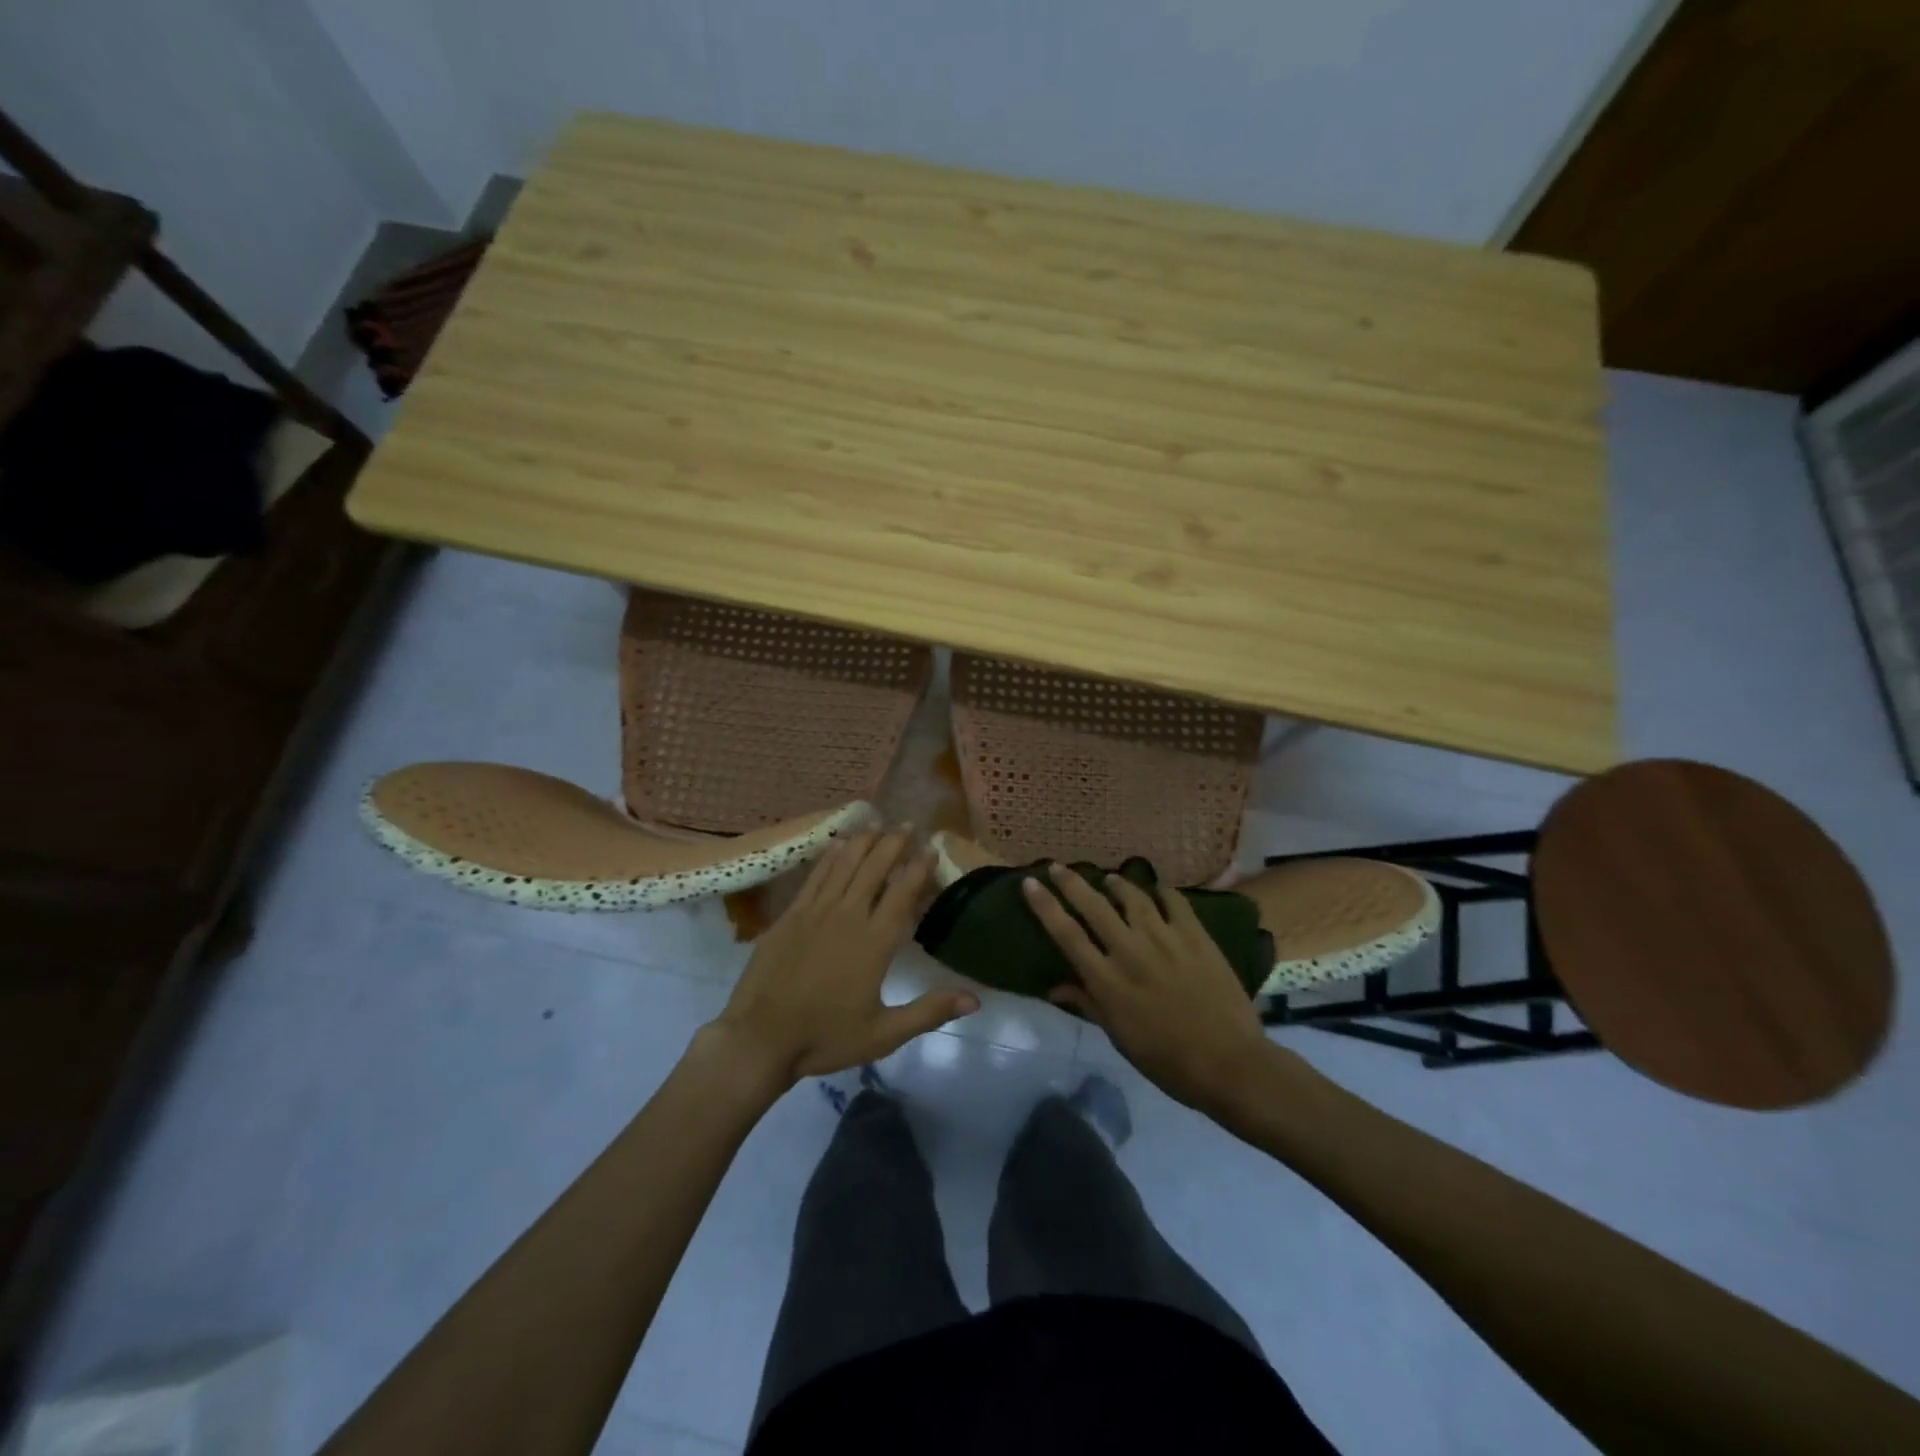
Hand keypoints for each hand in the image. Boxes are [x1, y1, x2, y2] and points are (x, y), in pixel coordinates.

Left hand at [712, 830, 978, 1086]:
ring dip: (864, 841)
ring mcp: (815, 912)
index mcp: (874, 943)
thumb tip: (975, 999)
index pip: (902, 894)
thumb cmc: (825, 1037)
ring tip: (877, 822)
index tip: (931, 847)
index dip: (918, 868)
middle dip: (893, 843)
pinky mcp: (790, 916)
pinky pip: (816, 877)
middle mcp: (847, 917)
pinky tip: (838, 844)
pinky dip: (830, 857)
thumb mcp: (883, 1034)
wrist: (759, 1039)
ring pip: (845, 865)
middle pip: (874, 869)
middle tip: (908, 824)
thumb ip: (929, 1011)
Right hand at [1023, 863, 1270, 1111]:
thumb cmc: (1166, 1060)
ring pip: (1132, 896)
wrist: (1228, 1063)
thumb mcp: (1119, 1037)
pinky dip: (1161, 891)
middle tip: (1058, 866)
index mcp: (1106, 980)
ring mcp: (1164, 938)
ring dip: (1116, 884)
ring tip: (1110, 879)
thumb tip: (1055, 987)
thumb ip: (1088, 1004)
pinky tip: (1157, 889)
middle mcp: (1129, 950)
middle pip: (1093, 906)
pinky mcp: (1195, 935)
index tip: (1030, 882)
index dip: (1045, 905)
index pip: (1066, 933)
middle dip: (1071, 882)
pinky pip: (1174, 901)